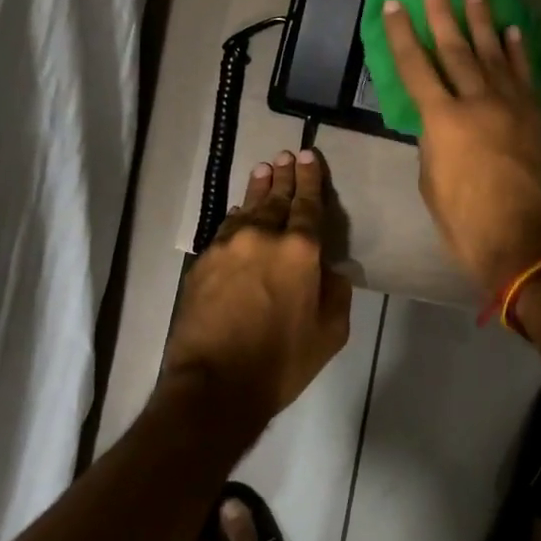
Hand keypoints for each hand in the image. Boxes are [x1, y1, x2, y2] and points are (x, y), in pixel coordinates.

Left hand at [163, 149, 353, 427]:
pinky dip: (238, 216)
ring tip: (265, 170)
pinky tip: (241, 211)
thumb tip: (331, 269)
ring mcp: (229, 245)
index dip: (310, 179)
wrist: (214, 384)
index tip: (308, 156)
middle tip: (286, 155)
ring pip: (249, 207)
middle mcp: (264, 236)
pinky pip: (226, 228)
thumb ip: (336, 292)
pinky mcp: (204, 261)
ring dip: (260, 188)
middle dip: (285, 175)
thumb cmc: (281, 362)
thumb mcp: (330, 333)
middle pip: (277, 197)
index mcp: (301, 250)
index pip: (308, 204)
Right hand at [382, 0, 540, 295]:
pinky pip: (525, 75)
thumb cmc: (467, 223)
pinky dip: (518, 51)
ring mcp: (512, 106)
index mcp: (443, 121)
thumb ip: (432, 145)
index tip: (396, 3)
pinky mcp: (536, 116)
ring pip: (493, 53)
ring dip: (482, 19)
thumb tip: (437, 125)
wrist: (527, 245)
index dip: (402, 34)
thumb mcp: (432, 185)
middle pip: (455, 48)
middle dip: (443, 12)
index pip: (415, 67)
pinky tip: (512, 30)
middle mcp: (477, 102)